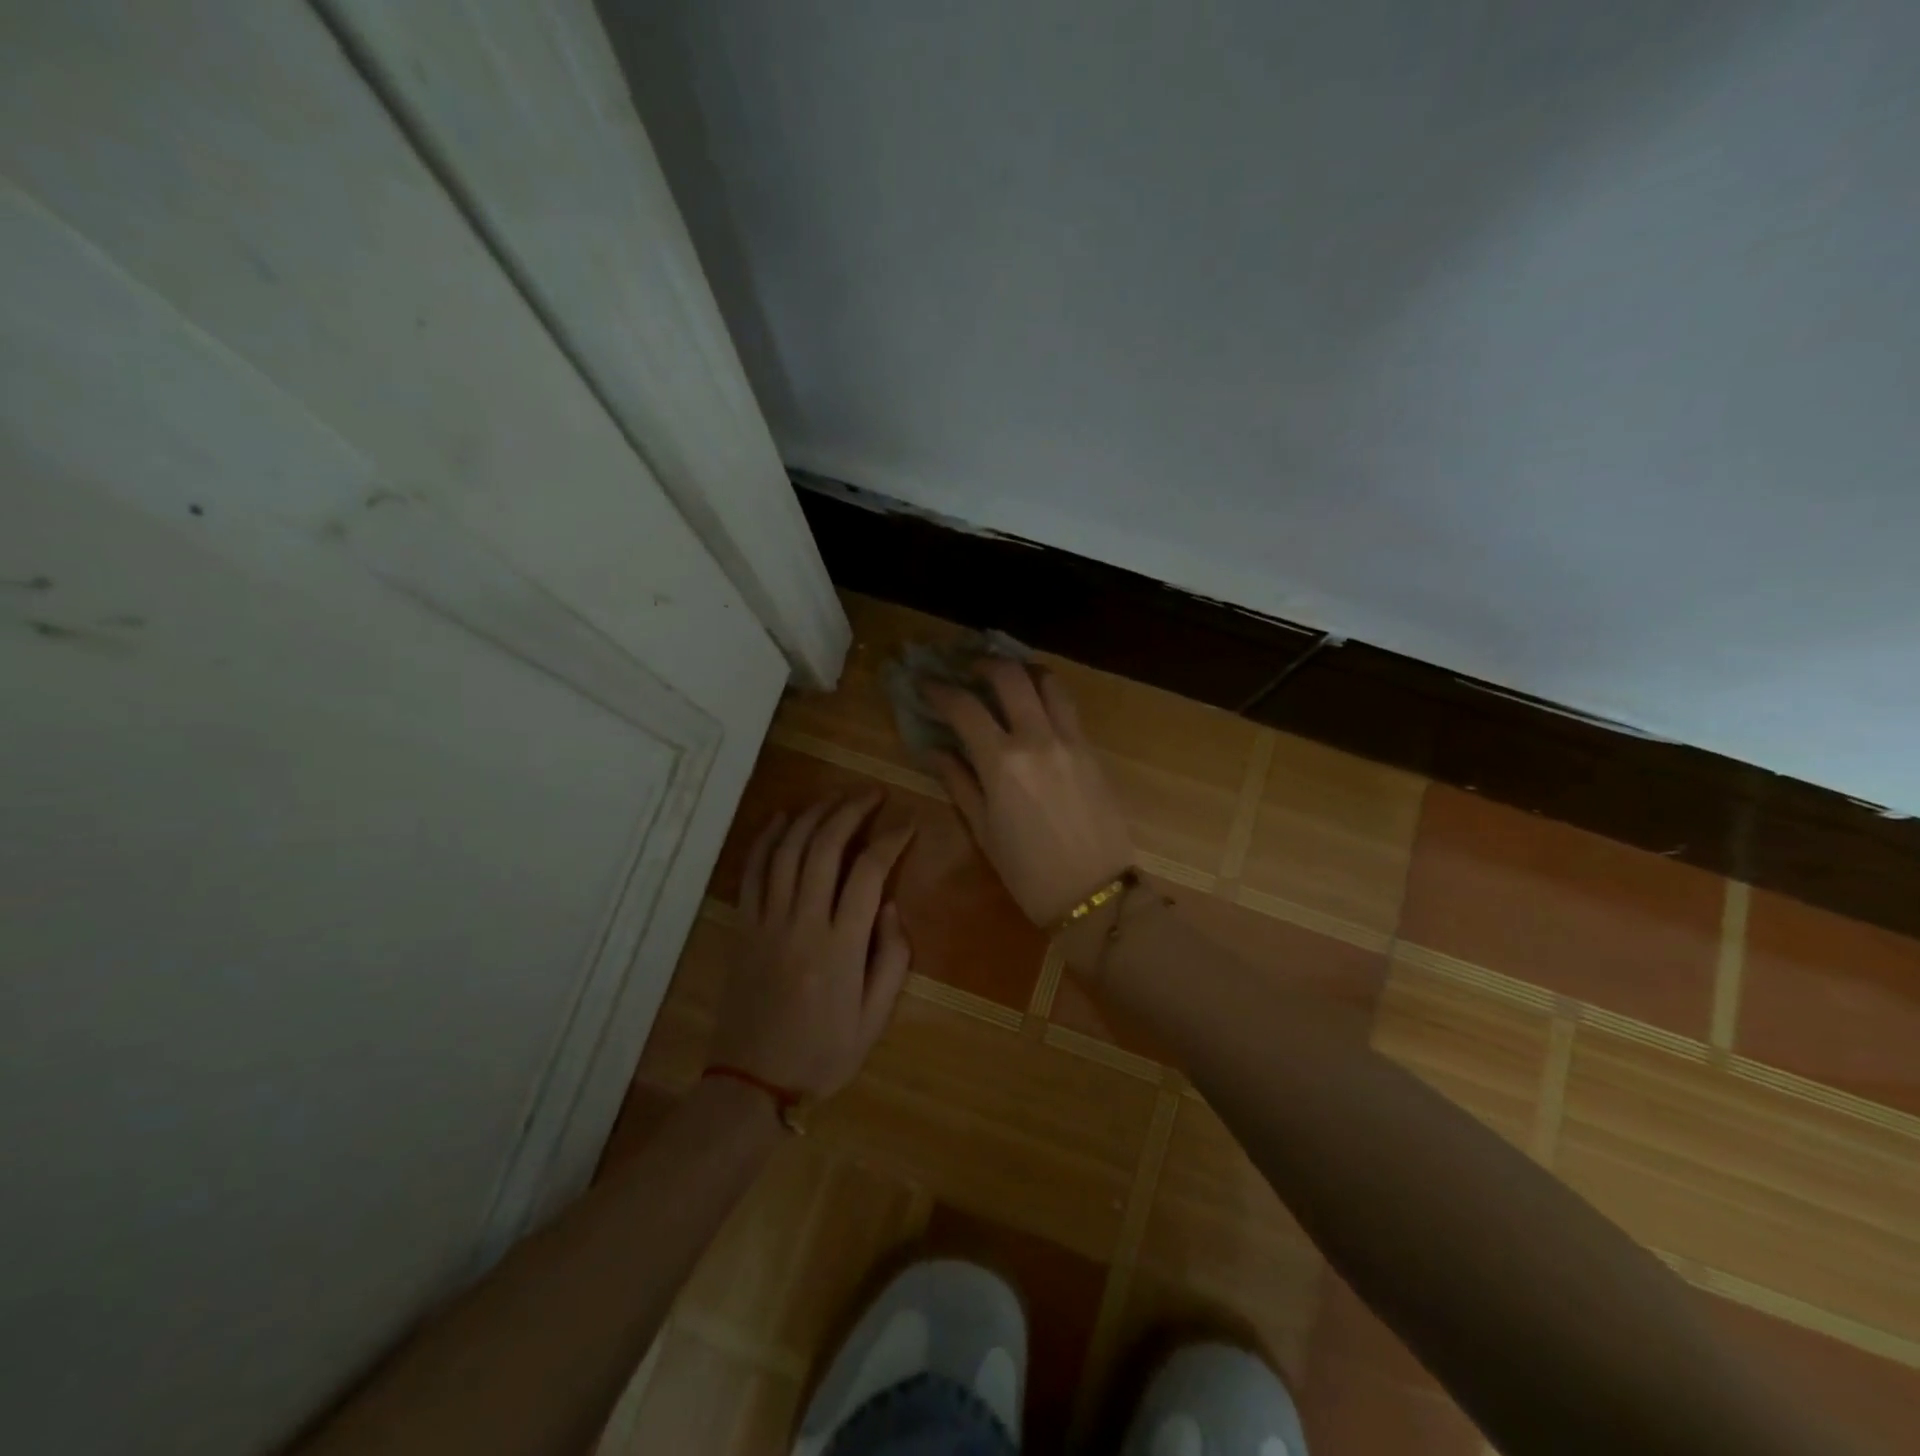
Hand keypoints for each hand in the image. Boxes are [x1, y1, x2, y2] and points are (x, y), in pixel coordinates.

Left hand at [710, 792, 915, 1099]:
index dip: (891, 840)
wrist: (752, 1082)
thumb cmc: (822, 1054)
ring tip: (835, 797)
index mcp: (840, 946)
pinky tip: (782, 817)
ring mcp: (767, 920)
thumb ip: (891, 959)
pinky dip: (766, 837)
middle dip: (851, 811)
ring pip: (787, 850)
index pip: (868, 873)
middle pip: (824, 847)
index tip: (908, 824)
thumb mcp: (874, 1019)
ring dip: (812, 814)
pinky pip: (752, 871)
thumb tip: (892, 907)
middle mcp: (802, 922)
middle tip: (872, 794)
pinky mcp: (744, 925)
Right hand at [925, 659, 1133, 924]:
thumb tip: (936, 751)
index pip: (964, 707)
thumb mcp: (983, 831)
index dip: (939, 690)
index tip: (925, 683)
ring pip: (1049, 682)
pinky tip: (1036, 708)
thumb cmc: (1029, 873)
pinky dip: (1047, 696)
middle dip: (984, 663)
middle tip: (968, 668)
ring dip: (1023, 671)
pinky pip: (1068, 708)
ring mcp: (1072, 740)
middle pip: (1010, 676)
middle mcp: (1038, 739)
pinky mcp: (1093, 750)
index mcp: (1003, 762)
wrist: (1095, 894)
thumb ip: (959, 783)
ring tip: (1008, 678)